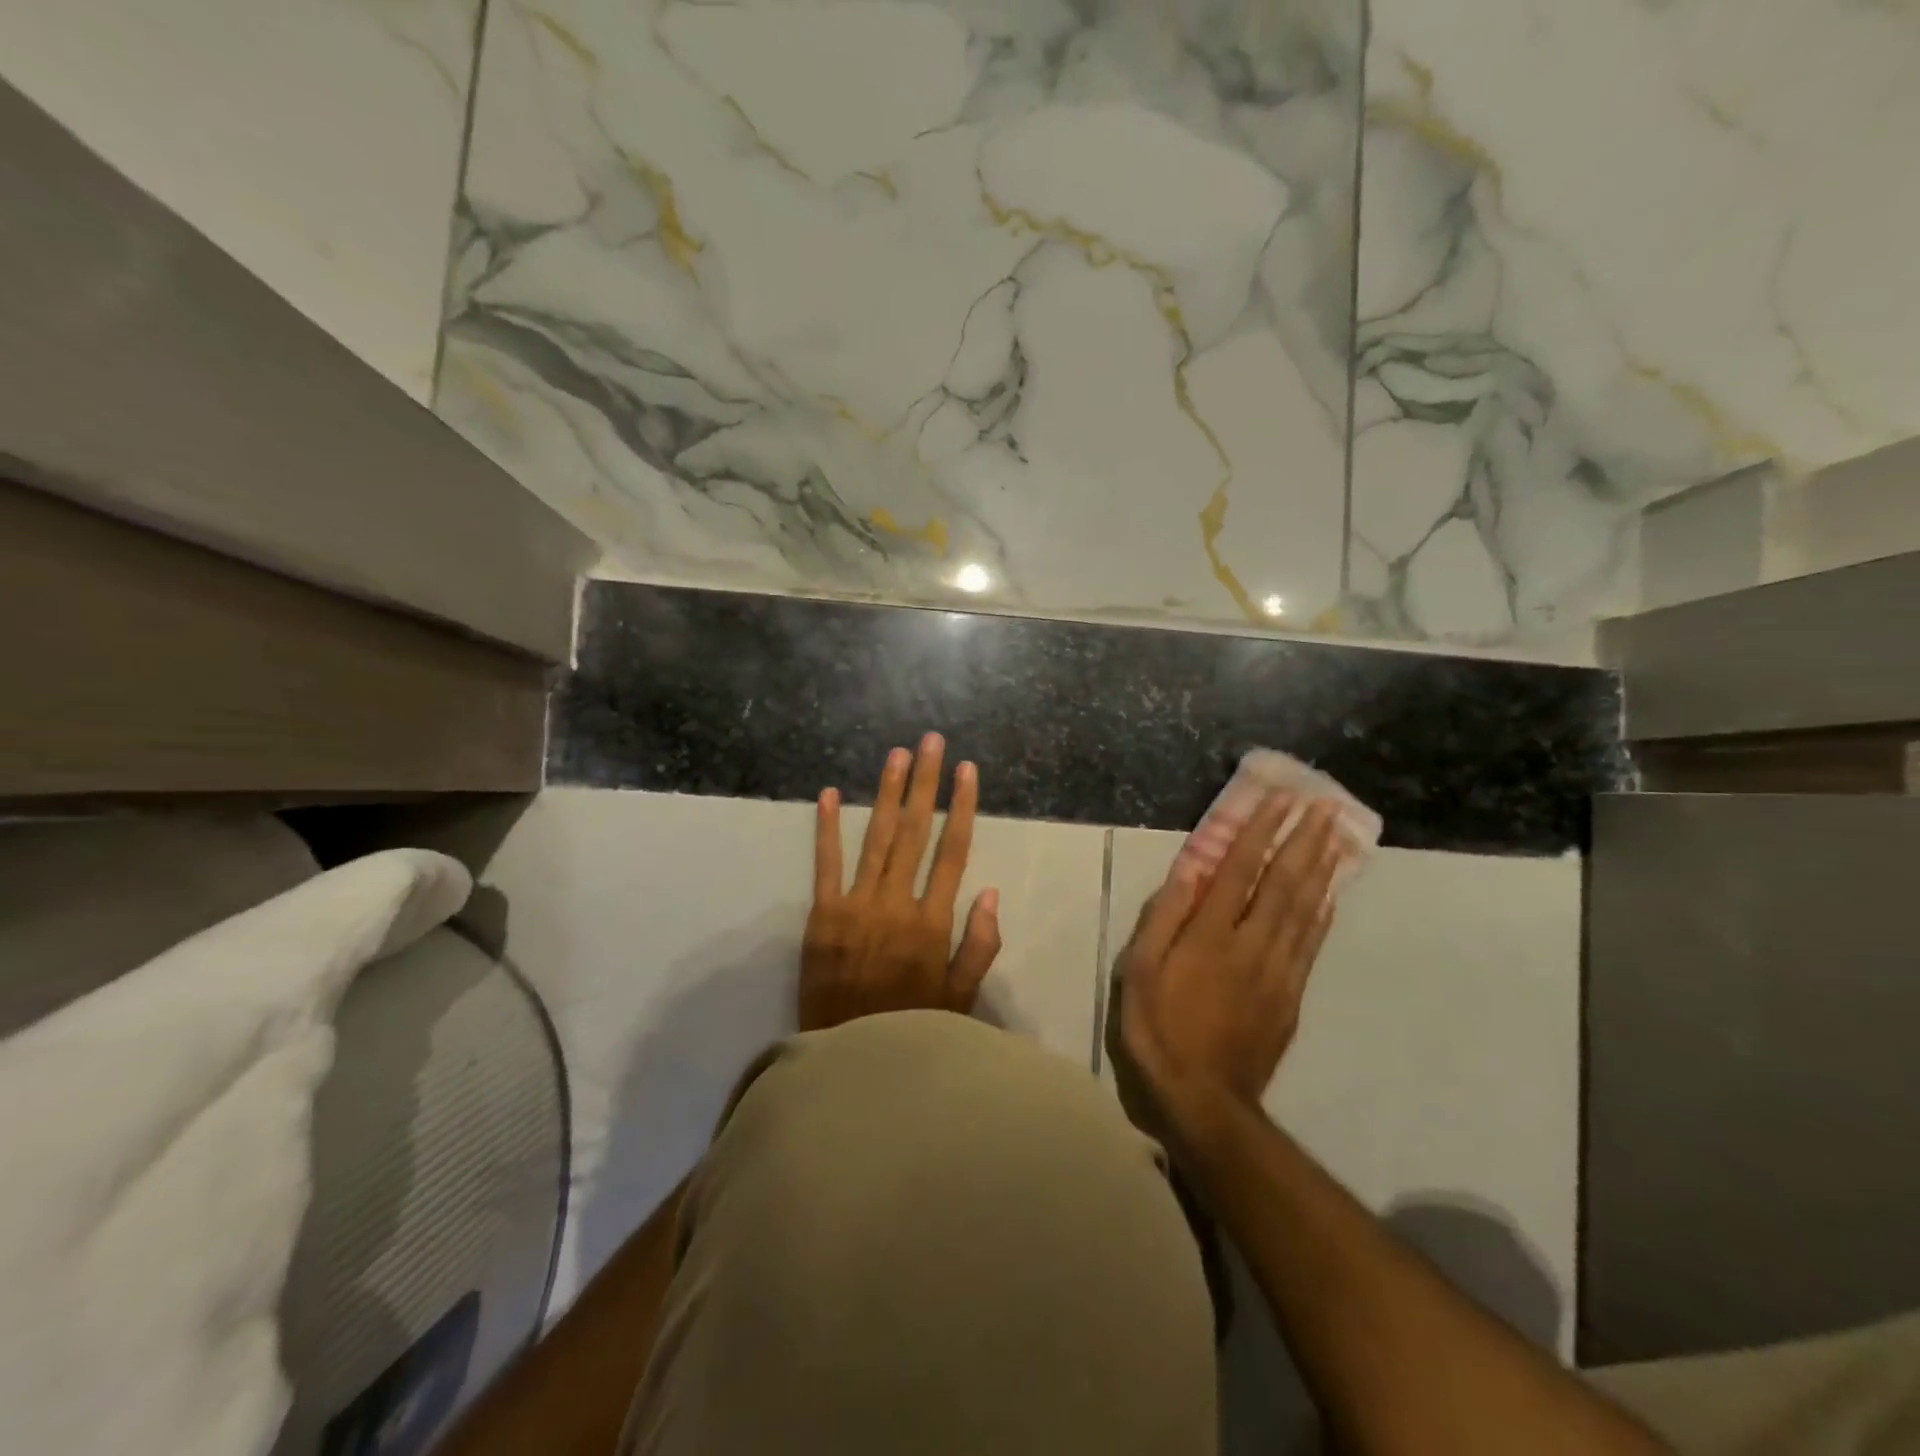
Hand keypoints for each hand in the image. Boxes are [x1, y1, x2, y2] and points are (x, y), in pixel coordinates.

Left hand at [799, 734, 1001, 1032]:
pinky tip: (832, 793)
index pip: (952, 852)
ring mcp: (855, 906)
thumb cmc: (912, 1031)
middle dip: (926, 783)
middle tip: (932, 743)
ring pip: (876, 837)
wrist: (848, 1064)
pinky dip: (828, 828)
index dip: (962, 807)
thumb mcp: (961, 1000)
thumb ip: (978, 946)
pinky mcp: (821, 915)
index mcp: (932, 922)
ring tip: (897, 755)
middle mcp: (896, 903)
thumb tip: (988, 891)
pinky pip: (824, 864)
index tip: (967, 771)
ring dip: (888, 793)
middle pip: (915, 832)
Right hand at [1118, 794, 1345, 1117]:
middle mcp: (1250, 944)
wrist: (1203, 1098)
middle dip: (1303, 841)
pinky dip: (1323, 914)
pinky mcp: (1290, 996)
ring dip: (1321, 869)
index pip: (1239, 870)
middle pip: (1282, 883)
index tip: (1279, 800)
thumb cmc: (1158, 1028)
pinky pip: (1311, 945)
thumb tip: (1189, 871)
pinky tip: (1330, 894)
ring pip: (1304, 910)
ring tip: (1337, 836)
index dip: (1259, 832)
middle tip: (1323, 805)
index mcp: (1209, 935)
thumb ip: (1164, 918)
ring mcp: (1277, 971)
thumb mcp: (1139, 971)